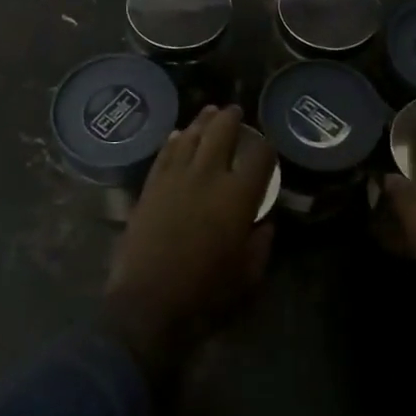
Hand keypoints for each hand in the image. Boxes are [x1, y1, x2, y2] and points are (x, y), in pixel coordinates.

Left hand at [103, 104, 276, 378]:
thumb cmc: (205, 294)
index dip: (266, 147)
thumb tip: (263, 223)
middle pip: (221, 132)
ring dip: (203, 122)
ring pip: (191, 136)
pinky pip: (165, 153)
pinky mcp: (151, 186)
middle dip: (232, 118)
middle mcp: (208, 176)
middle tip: (236, 112)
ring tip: (210, 113)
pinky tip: (179, 135)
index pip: (259, 155)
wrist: (148, 303)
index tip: (267, 148)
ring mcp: (175, 177)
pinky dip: (174, 140)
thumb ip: (260, 243)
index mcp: (238, 196)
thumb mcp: (248, 275)